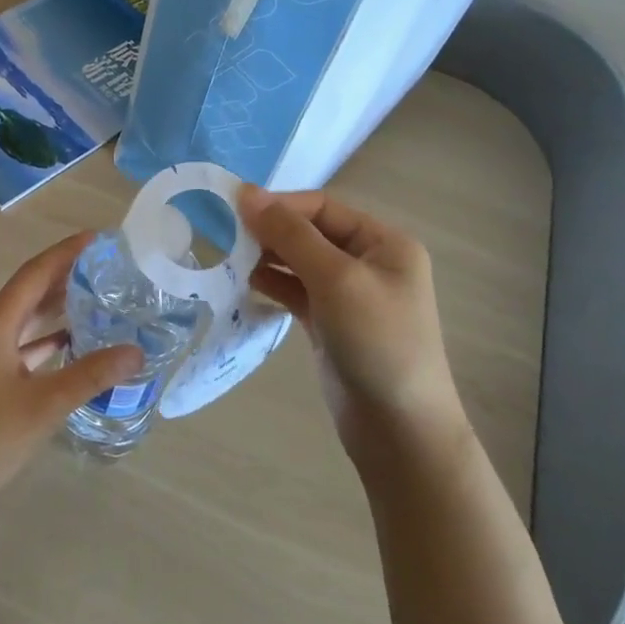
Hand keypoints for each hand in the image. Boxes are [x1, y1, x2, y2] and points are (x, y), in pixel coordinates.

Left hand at [0, 233, 143, 514]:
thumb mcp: (44, 405)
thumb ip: (91, 374)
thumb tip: (136, 351)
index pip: (35, 274)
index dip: (65, 253)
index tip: (97, 239)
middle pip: (29, 292)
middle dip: (65, 277)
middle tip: (105, 267)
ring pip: (25, 319)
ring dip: (57, 308)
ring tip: (97, 297)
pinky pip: (20, 344)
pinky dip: (46, 339)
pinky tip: (72, 341)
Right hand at [237, 185, 463, 463]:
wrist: (399, 430)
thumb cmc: (377, 342)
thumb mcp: (335, 279)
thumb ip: (290, 235)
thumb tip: (247, 193)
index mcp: (384, 242)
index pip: (322, 207)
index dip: (279, 205)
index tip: (233, 209)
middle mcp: (368, 262)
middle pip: (309, 232)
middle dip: (270, 231)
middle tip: (225, 235)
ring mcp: (349, 294)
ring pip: (298, 262)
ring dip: (266, 257)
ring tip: (228, 258)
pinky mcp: (329, 322)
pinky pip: (295, 290)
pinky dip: (271, 283)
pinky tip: (244, 282)